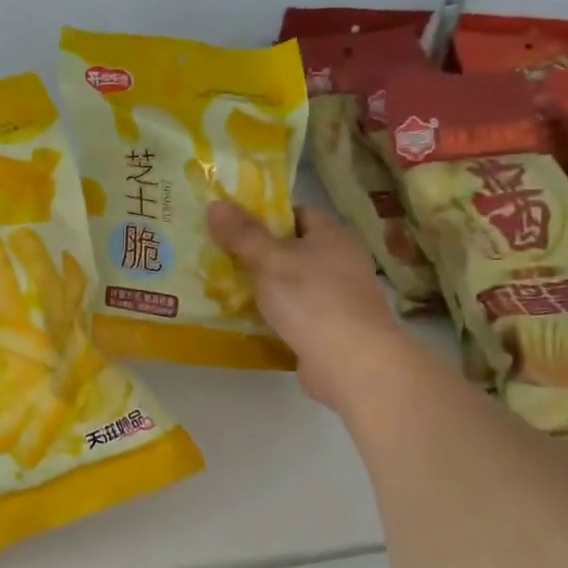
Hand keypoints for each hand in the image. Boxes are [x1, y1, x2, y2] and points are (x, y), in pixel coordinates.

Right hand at [207, 199, 402, 407]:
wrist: (353, 364)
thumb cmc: (312, 300)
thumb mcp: (269, 260)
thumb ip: (242, 234)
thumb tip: (215, 203)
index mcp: (332, 236)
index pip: (297, 213)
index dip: (265, 216)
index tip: (232, 225)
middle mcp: (340, 262)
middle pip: (292, 249)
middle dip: (257, 253)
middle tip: (218, 256)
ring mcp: (337, 298)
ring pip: (291, 283)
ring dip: (263, 287)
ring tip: (222, 287)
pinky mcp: (330, 329)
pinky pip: (294, 313)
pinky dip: (273, 314)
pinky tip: (245, 319)